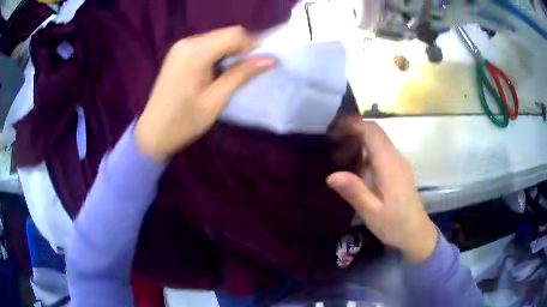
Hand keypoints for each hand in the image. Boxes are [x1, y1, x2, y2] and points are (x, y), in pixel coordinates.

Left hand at [135, 26, 275, 161]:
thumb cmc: (184, 122)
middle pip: (226, 33)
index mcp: (196, 52)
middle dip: (242, 48)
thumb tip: (270, 60)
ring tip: (234, 73)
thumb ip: (242, 75)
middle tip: (249, 70)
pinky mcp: (178, 53)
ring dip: (231, 51)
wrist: (152, 133)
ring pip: (217, 38)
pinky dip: (218, 53)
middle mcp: (188, 42)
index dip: (253, 46)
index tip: (260, 64)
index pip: (235, 34)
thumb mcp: (216, 100)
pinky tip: (218, 70)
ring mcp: (181, 47)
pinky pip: (206, 45)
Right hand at [327, 119, 437, 262]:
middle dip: (354, 130)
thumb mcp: (372, 212)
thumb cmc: (395, 224)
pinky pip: (382, 151)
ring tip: (340, 154)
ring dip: (360, 140)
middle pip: (376, 133)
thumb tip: (331, 176)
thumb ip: (354, 192)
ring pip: (379, 141)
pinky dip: (367, 150)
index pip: (372, 132)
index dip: (354, 124)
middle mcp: (396, 158)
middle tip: (332, 141)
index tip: (334, 128)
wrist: (416, 233)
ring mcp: (399, 163)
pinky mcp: (399, 170)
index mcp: (389, 165)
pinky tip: (356, 166)